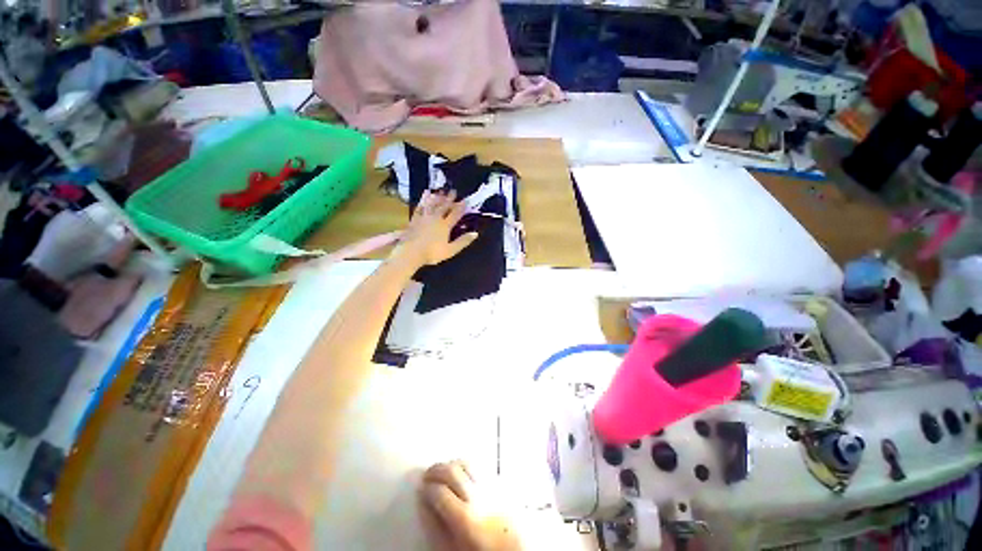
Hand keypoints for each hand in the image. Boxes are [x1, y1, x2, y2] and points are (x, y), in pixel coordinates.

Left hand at [394, 190, 478, 267]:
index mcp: (445, 225)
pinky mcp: (414, 219)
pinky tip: (424, 197)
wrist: (411, 252)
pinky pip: (420, 207)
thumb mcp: (451, 250)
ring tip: (440, 191)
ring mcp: (424, 217)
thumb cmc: (432, 253)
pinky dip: (423, 201)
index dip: (461, 207)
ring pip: (432, 204)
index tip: (465, 200)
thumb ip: (463, 241)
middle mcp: (435, 218)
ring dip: (437, 198)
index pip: (455, 214)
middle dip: (449, 199)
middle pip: (444, 206)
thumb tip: (475, 233)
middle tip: (453, 191)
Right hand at [418, 461, 521, 550]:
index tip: (423, 489)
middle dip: (437, 470)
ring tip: (444, 470)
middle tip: (428, 474)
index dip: (428, 488)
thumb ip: (436, 527)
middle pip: (453, 471)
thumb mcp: (452, 547)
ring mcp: (490, 487)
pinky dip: (468, 465)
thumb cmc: (481, 550)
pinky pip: (480, 467)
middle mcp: (478, 497)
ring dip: (452, 464)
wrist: (511, 549)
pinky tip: (463, 471)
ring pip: (467, 464)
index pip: (439, 492)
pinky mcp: (499, 484)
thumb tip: (425, 506)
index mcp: (464, 517)